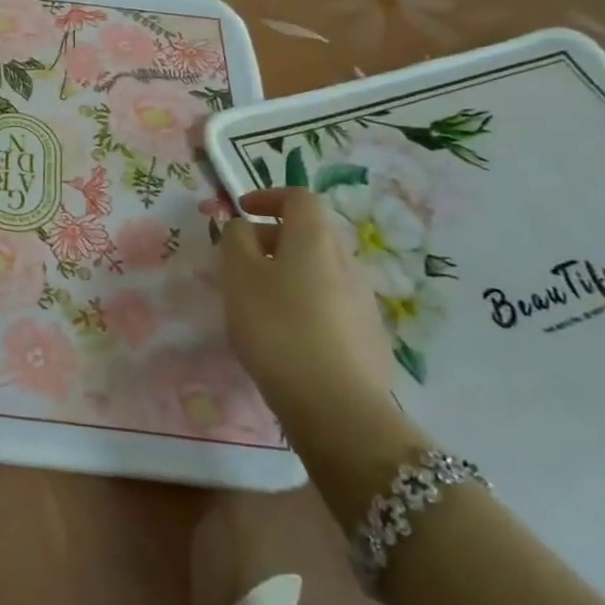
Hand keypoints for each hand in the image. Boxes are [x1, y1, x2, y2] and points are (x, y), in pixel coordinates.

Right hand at [218, 186, 393, 425]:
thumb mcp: (238, 275)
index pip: (299, 197)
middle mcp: (347, 261)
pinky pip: (330, 303)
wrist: (337, 407)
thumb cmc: (277, 327)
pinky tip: (286, 335)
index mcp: (315, 238)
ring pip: (320, 270)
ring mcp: (363, 301)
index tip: (241, 211)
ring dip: (288, 272)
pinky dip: (304, 303)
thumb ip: (236, 239)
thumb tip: (245, 226)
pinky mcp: (369, 337)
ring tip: (258, 301)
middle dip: (273, 237)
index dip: (268, 196)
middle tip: (240, 260)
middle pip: (310, 233)